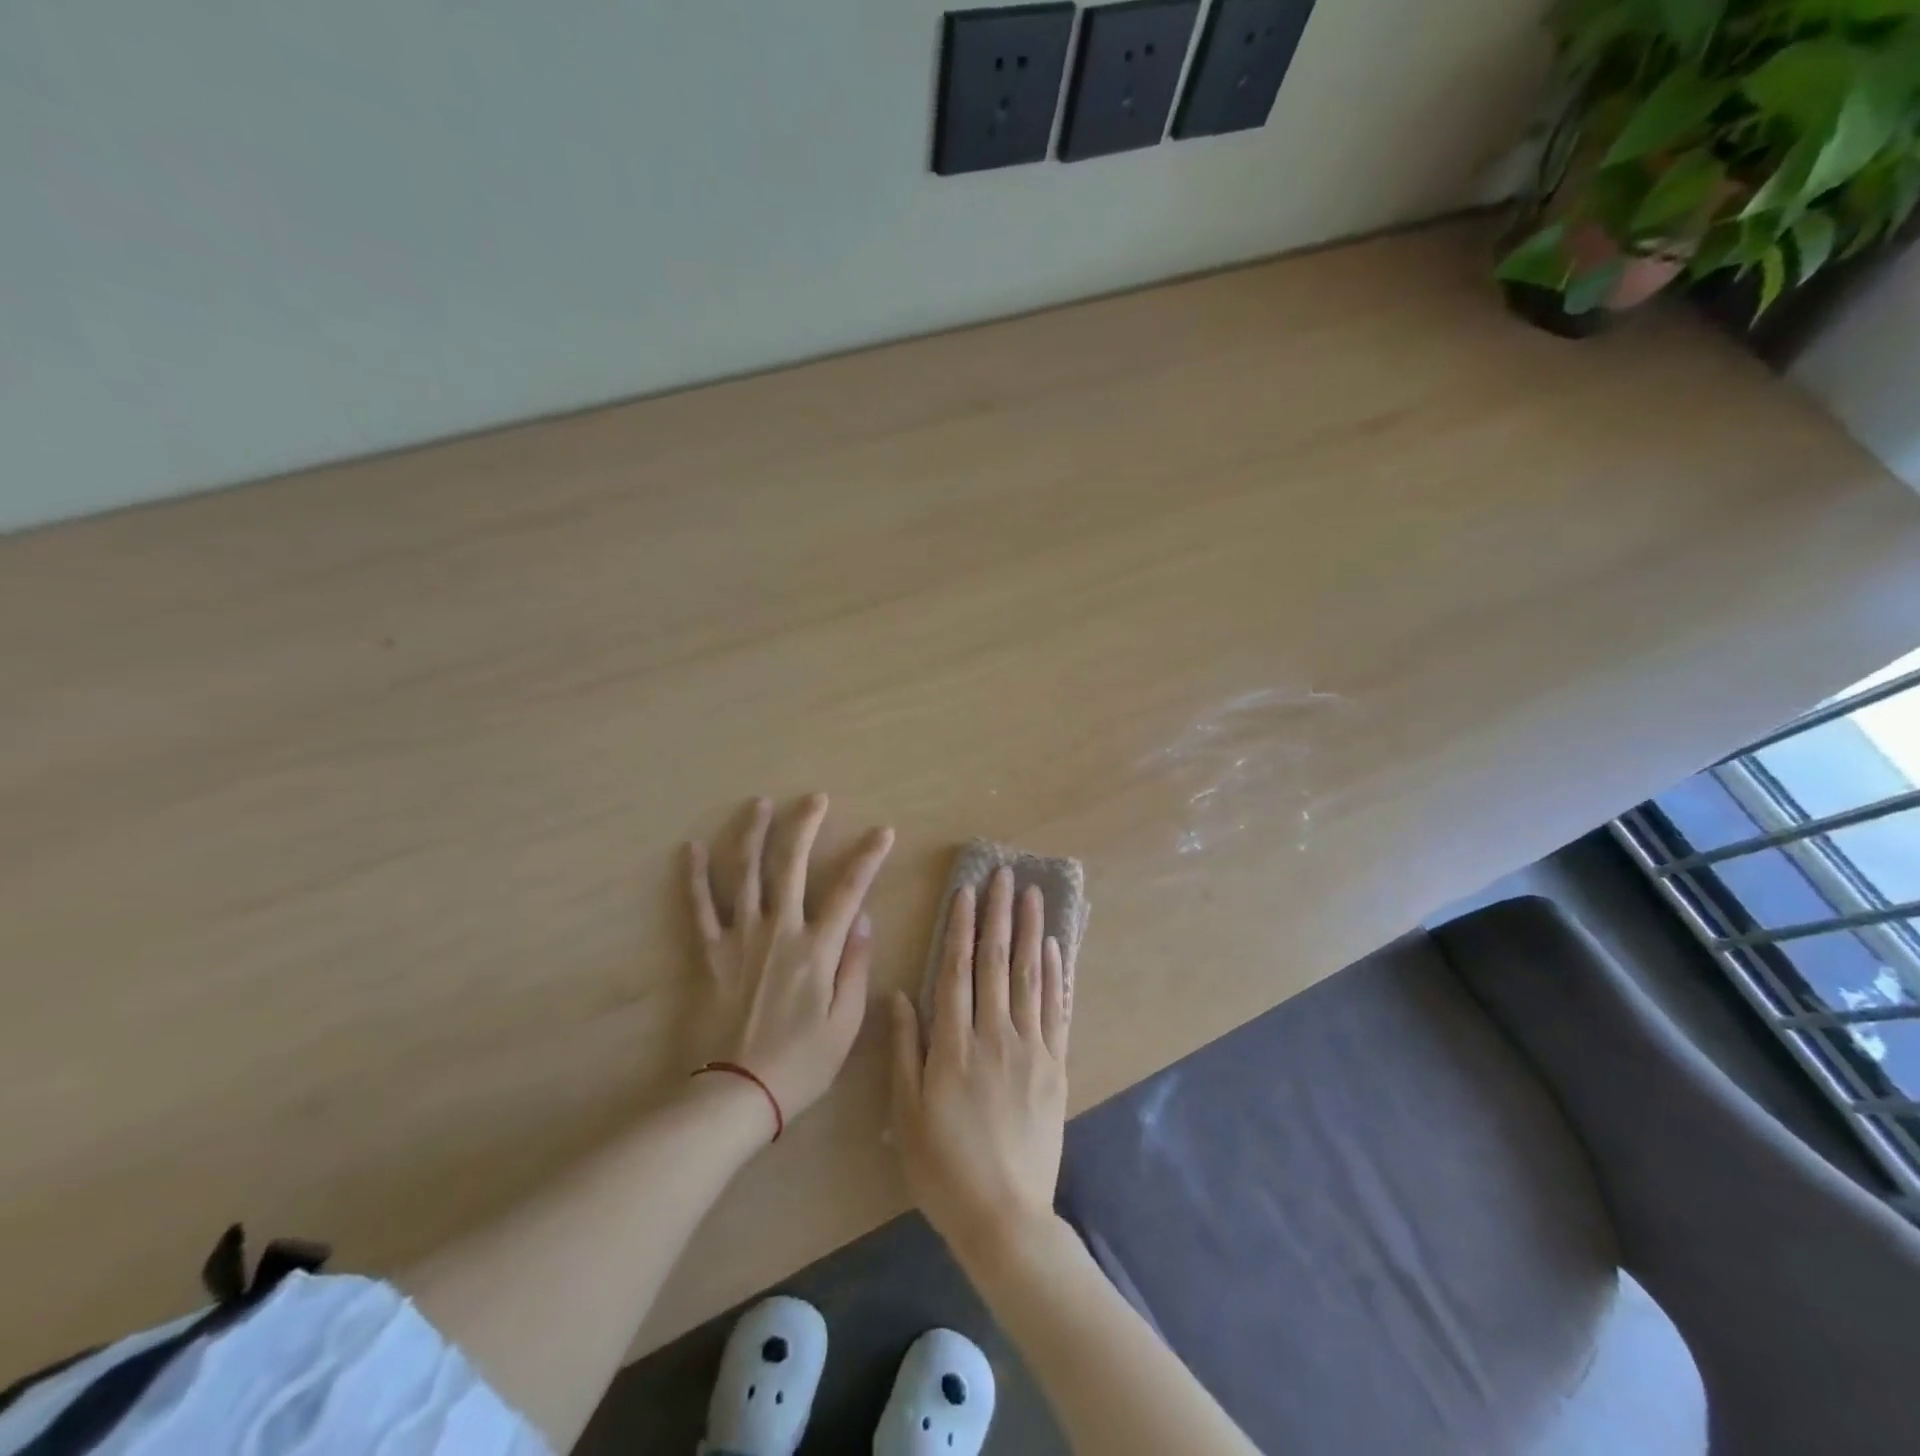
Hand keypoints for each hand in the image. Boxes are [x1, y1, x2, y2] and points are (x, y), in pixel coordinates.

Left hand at [687, 794, 893, 1130]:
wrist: (736, 1093)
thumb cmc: (801, 1063)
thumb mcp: (846, 1023)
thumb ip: (855, 966)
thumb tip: (863, 918)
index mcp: (817, 948)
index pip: (849, 889)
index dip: (869, 856)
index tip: (883, 832)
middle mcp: (779, 930)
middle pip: (792, 864)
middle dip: (805, 825)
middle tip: (815, 798)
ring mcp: (740, 937)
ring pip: (746, 873)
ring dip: (753, 834)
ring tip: (759, 804)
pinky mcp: (710, 952)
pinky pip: (700, 907)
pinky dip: (695, 877)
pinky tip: (691, 848)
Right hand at [888, 866, 1070, 1265]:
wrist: (1005, 1216)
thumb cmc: (944, 1167)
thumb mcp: (906, 1113)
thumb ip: (905, 1050)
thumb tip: (899, 995)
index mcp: (954, 1044)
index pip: (957, 970)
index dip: (962, 928)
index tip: (967, 891)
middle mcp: (995, 1035)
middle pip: (997, 962)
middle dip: (999, 914)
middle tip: (1005, 874)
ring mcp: (1031, 1049)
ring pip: (1031, 976)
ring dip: (1031, 931)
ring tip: (1034, 895)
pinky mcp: (1056, 1067)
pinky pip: (1057, 1011)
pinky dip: (1057, 975)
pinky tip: (1055, 948)